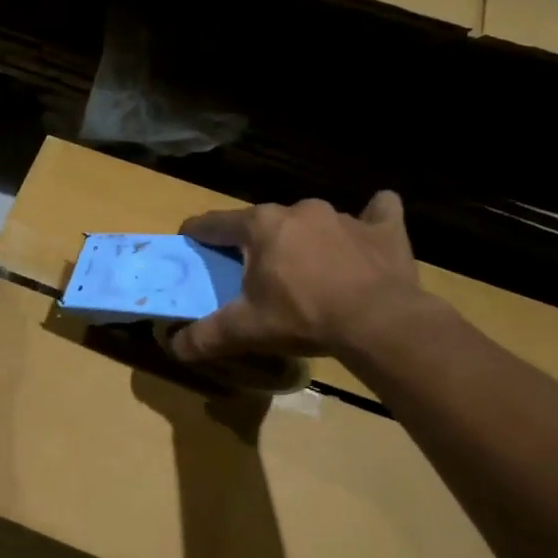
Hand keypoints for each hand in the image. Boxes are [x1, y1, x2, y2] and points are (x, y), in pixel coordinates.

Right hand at [168, 193, 425, 361]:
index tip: (190, 239)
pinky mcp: (384, 229)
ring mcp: (344, 216)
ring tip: (306, 268)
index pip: (216, 223)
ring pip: (312, 221)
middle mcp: (298, 210)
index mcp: (261, 227)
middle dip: (254, 241)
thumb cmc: (302, 317)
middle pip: (264, 222)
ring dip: (304, 239)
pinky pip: (377, 213)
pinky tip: (366, 235)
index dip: (198, 232)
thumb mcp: (245, 331)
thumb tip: (174, 346)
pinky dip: (370, 221)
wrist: (378, 322)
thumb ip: (204, 336)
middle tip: (252, 271)